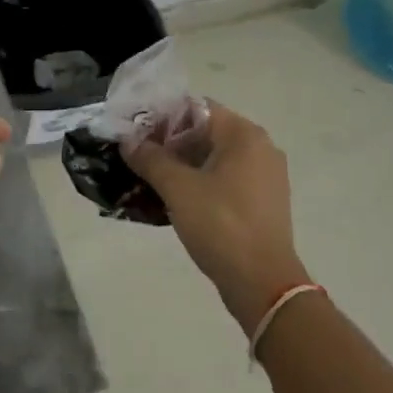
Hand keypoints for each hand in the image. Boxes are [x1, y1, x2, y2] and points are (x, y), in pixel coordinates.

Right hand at [123, 103, 307, 328]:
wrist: (263, 284)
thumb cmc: (221, 225)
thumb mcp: (178, 188)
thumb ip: (150, 158)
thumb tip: (127, 140)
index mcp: (244, 134)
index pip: (196, 108)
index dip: (162, 118)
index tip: (135, 134)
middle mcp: (260, 147)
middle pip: (205, 132)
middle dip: (170, 143)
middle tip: (137, 157)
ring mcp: (265, 176)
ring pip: (214, 158)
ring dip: (182, 165)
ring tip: (150, 179)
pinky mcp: (262, 201)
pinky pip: (225, 179)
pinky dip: (200, 183)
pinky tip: (175, 199)